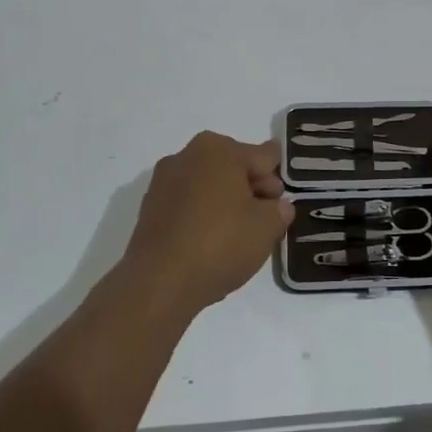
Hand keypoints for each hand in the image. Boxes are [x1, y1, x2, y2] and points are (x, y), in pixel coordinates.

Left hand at [119, 131, 293, 312]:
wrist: (159, 282)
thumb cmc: (220, 244)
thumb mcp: (267, 227)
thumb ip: (279, 210)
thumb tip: (276, 206)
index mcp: (219, 149)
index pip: (264, 157)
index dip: (277, 180)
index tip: (281, 204)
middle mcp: (187, 155)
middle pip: (233, 167)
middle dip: (252, 190)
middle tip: (264, 222)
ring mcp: (163, 181)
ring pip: (209, 186)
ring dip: (226, 203)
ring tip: (237, 236)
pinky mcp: (150, 208)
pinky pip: (188, 205)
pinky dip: (202, 216)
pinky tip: (211, 244)